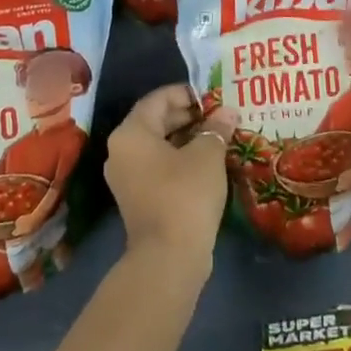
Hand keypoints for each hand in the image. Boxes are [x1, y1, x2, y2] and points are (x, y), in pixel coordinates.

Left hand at [104, 85, 231, 275]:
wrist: (169, 257)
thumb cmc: (185, 194)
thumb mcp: (207, 155)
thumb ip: (216, 128)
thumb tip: (228, 112)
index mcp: (131, 133)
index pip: (158, 99)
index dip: (186, 93)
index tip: (213, 96)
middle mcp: (122, 151)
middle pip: (156, 121)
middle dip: (189, 116)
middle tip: (220, 115)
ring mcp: (128, 177)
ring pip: (159, 145)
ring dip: (188, 139)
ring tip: (219, 136)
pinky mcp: (139, 198)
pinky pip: (159, 167)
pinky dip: (181, 159)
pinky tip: (209, 162)